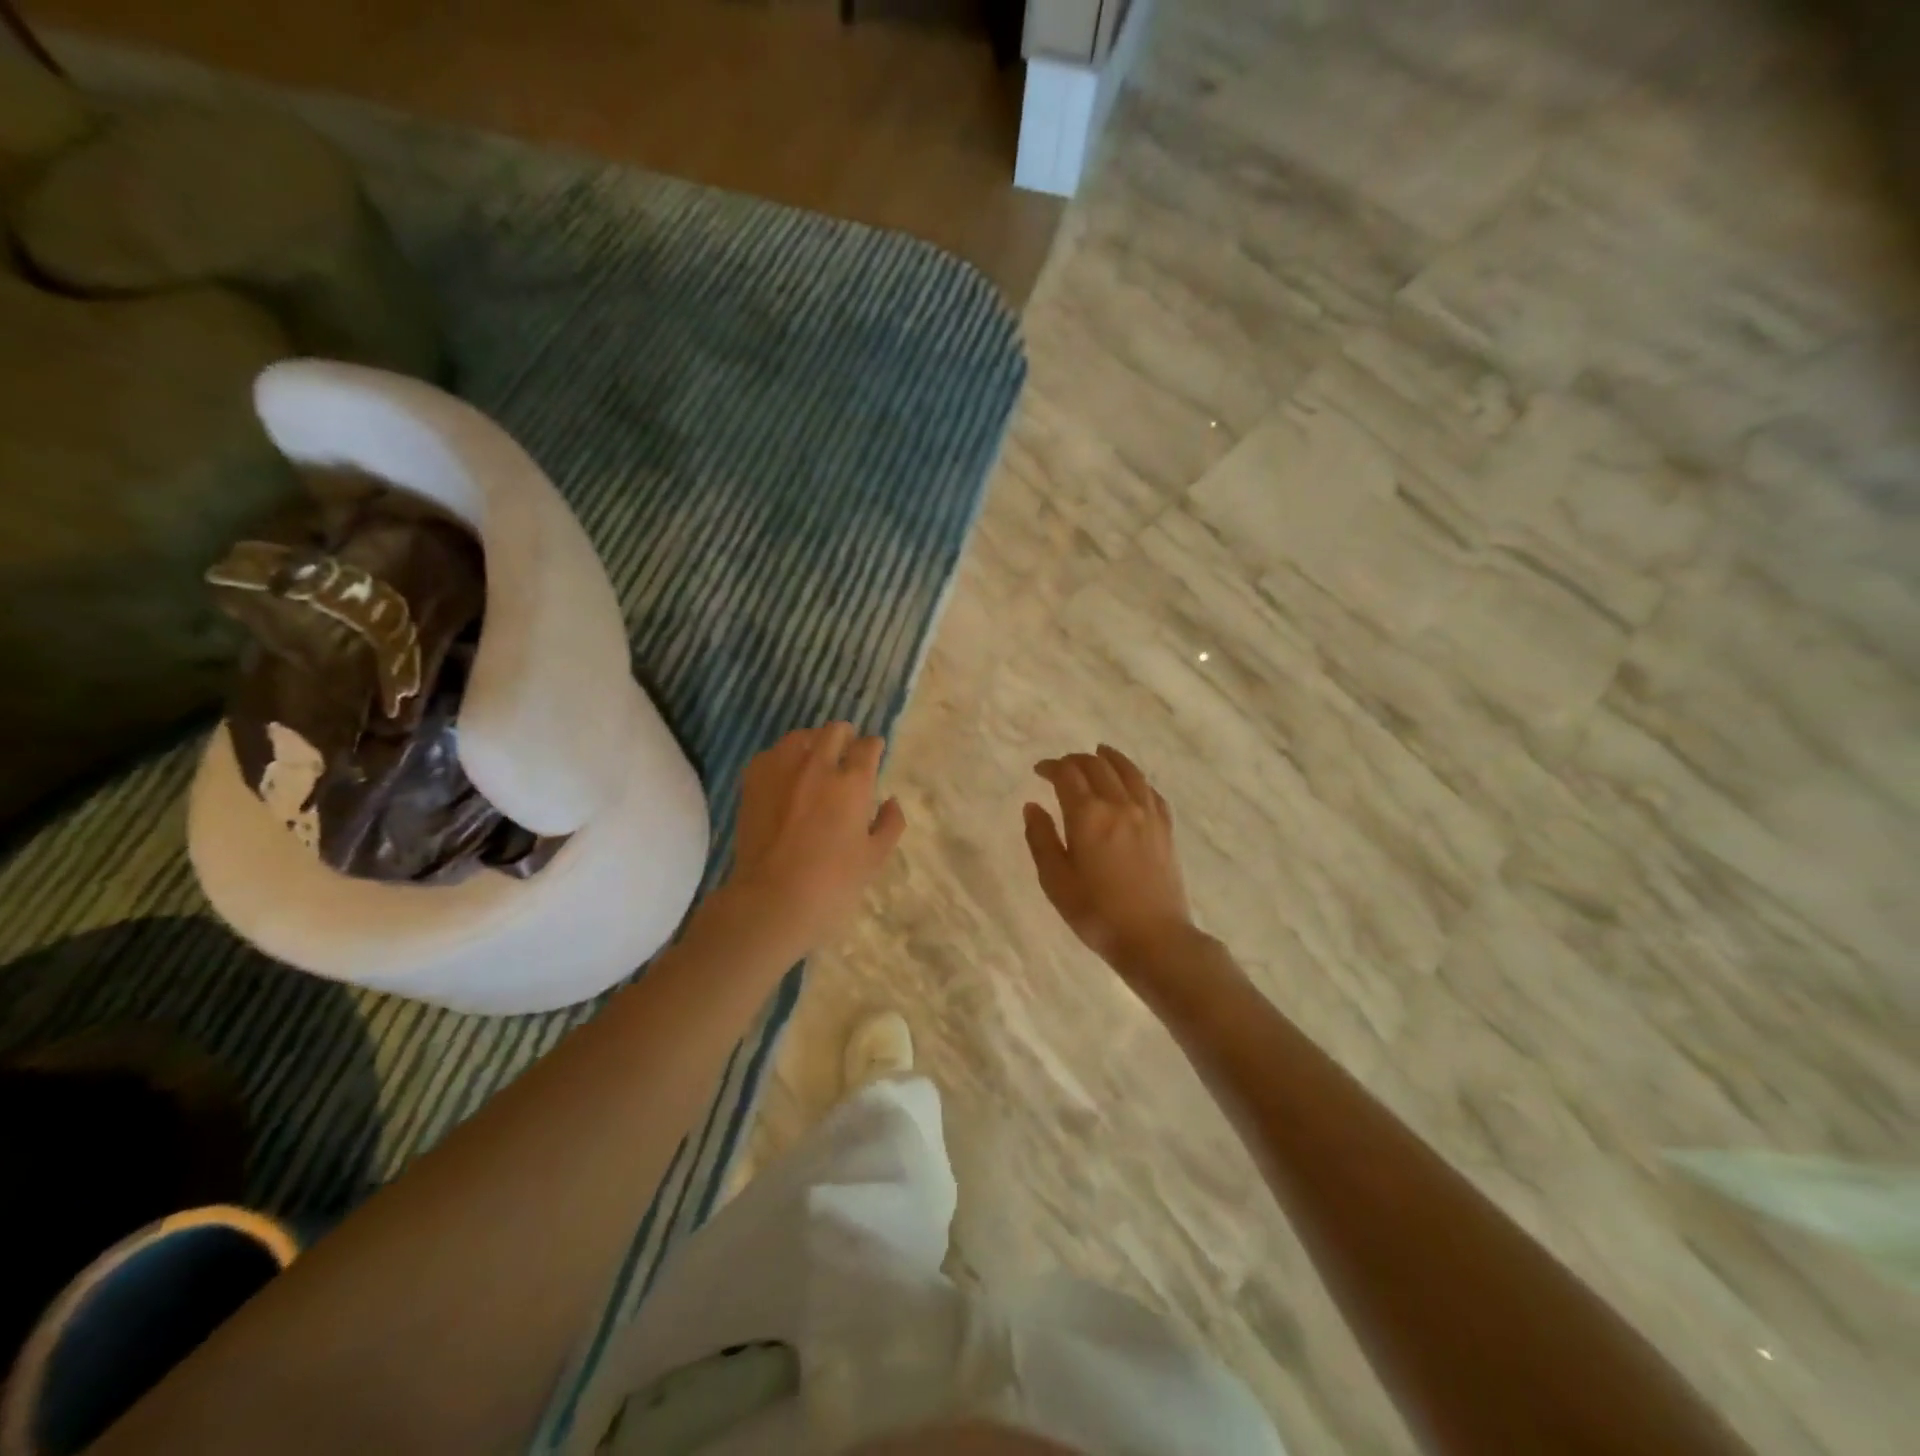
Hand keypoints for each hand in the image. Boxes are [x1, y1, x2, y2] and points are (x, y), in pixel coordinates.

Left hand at [723, 722, 905, 954]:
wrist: (771, 899)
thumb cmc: (832, 884)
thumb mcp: (874, 858)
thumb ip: (889, 824)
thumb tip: (890, 801)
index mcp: (852, 782)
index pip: (868, 747)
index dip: (874, 746)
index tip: (875, 752)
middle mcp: (818, 765)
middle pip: (835, 731)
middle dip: (846, 736)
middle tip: (848, 751)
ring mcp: (781, 770)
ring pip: (800, 737)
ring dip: (814, 742)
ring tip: (815, 759)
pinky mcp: (753, 781)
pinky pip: (772, 754)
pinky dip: (784, 758)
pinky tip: (786, 775)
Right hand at [1024, 745, 1193, 964]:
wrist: (1154, 938)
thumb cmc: (1096, 913)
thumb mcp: (1055, 881)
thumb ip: (1041, 839)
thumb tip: (1033, 806)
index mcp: (1088, 815)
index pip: (1067, 774)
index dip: (1051, 766)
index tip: (1039, 770)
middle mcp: (1119, 804)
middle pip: (1097, 765)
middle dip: (1076, 760)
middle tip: (1062, 767)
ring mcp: (1147, 814)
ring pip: (1128, 771)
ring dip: (1110, 758)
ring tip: (1099, 752)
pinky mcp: (1166, 828)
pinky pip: (1150, 791)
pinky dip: (1136, 779)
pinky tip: (1132, 782)